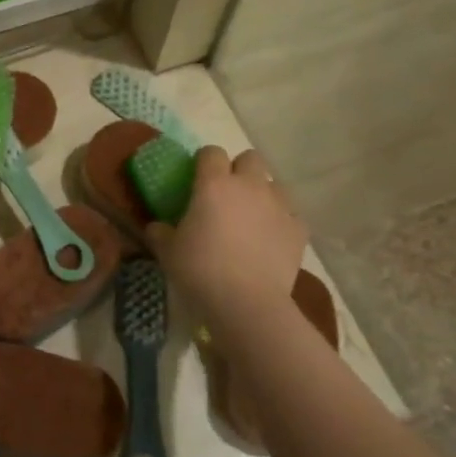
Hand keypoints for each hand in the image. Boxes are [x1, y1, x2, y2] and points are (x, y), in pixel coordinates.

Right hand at [147, 148, 304, 316]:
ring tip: (251, 217)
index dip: (203, 162)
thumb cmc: (201, 271)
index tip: (196, 179)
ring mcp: (279, 205)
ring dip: (262, 193)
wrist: (248, 303)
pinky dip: (281, 221)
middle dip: (239, 170)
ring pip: (274, 184)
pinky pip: (290, 214)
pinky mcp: (299, 228)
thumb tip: (156, 227)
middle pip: (250, 158)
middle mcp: (249, 185)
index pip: (210, 152)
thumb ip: (160, 233)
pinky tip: (270, 239)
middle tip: (227, 195)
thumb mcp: (168, 252)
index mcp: (214, 184)